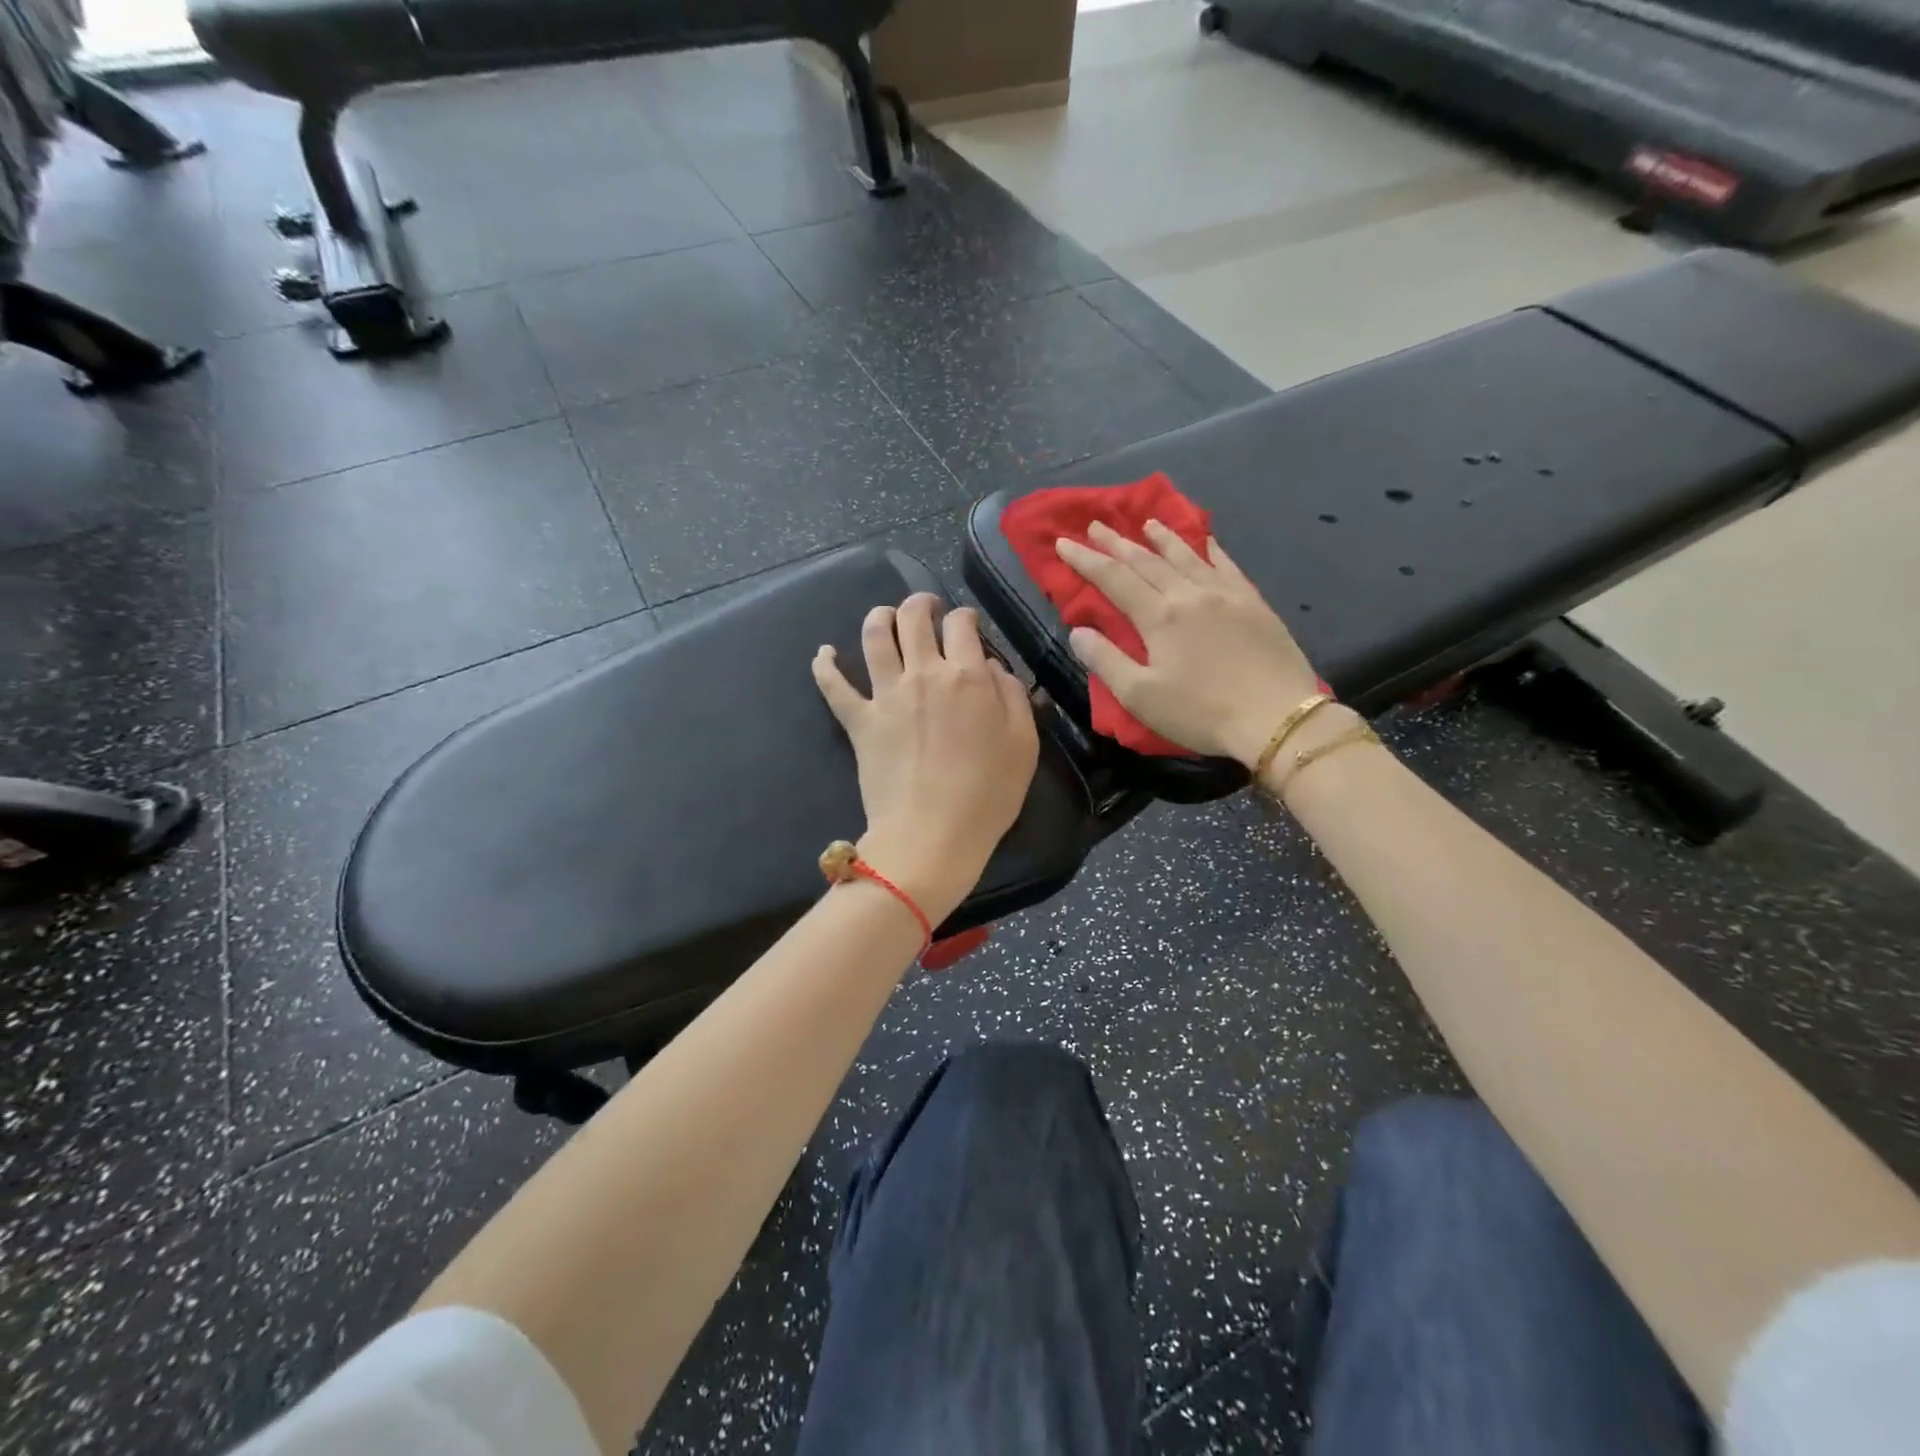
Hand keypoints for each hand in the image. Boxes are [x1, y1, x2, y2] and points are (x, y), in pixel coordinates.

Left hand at [813, 594, 1039, 922]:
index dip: (964, 617)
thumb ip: (1012, 696)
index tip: (967, 625)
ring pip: (874, 636)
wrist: (932, 834)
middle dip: (920, 604)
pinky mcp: (859, 721)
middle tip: (925, 607)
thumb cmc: (988, 795)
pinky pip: (834, 685)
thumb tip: (991, 666)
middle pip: (914, 618)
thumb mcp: (1024, 744)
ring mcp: (887, 695)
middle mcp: (924, 674)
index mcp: (968, 677)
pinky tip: (824, 653)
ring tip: (884, 616)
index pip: (962, 625)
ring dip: (879, 617)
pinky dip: (825, 665)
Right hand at [1057, 520, 1321, 765]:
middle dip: (1117, 543)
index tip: (1063, 542)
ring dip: (1162, 538)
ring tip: (1146, 523)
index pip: (1114, 579)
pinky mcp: (1254, 603)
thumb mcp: (1141, 696)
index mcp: (1159, 617)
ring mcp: (1226, 595)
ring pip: (1187, 556)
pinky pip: (1227, 565)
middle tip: (1096, 525)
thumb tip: (1078, 631)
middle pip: (1147, 561)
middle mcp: (1190, 594)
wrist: (1277, 718)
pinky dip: (1210, 549)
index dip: (1086, 560)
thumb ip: (1105, 660)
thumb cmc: (1202, 712)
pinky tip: (1205, 540)